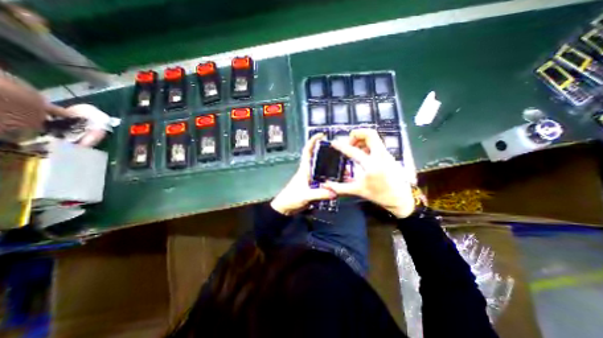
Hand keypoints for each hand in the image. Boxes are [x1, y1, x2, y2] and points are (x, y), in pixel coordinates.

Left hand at [271, 133, 336, 215]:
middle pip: (319, 159)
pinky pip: (325, 180)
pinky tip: (339, 181)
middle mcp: (309, 171)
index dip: (313, 141)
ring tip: (344, 168)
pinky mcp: (314, 186)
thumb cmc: (291, 198)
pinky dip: (332, 179)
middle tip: (341, 154)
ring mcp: (312, 179)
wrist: (286, 208)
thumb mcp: (305, 195)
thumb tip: (335, 192)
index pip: (308, 151)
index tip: (322, 135)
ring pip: (323, 169)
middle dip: (329, 154)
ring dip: (332, 168)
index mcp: (304, 169)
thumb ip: (319, 194)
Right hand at [323, 128, 417, 217]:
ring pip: (374, 137)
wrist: (401, 199)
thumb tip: (324, 185)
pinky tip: (363, 154)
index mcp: (371, 165)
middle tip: (348, 143)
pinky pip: (377, 143)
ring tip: (354, 148)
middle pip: (370, 134)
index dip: (341, 146)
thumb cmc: (379, 195)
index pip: (353, 151)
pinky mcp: (389, 155)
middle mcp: (380, 155)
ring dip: (362, 139)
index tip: (333, 143)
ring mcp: (386, 154)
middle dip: (356, 134)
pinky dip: (367, 144)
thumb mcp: (357, 191)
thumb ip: (339, 187)